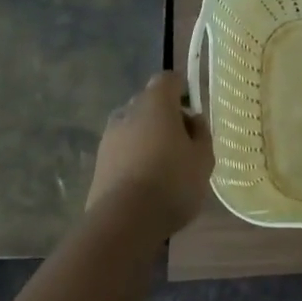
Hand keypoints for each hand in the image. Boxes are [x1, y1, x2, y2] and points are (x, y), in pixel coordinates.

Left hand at [87, 71, 214, 235]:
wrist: (124, 221)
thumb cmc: (172, 181)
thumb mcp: (203, 158)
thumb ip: (201, 133)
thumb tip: (192, 121)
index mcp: (155, 103)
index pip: (168, 79)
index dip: (181, 89)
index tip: (192, 109)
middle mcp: (128, 112)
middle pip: (148, 103)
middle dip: (165, 115)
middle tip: (183, 142)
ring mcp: (109, 138)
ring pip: (133, 128)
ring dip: (148, 138)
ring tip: (164, 166)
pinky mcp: (98, 163)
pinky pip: (122, 151)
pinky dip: (134, 158)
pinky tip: (147, 182)